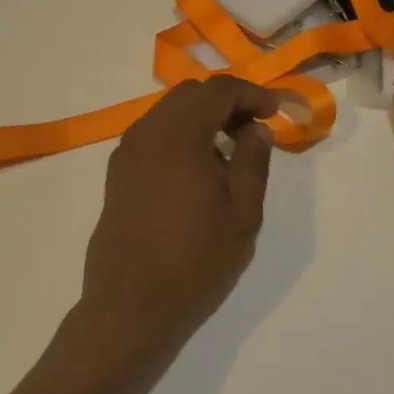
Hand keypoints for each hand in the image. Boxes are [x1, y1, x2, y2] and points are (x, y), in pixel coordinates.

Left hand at [77, 77, 278, 362]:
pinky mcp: (118, 171)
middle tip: (254, 129)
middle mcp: (147, 132)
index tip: (275, 112)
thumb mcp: (242, 215)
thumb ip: (253, 163)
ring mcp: (127, 151)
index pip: (218, 90)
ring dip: (201, 117)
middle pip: (190, 94)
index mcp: (179, 136)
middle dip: (226, 101)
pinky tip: (197, 168)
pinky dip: (180, 134)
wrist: (129, 303)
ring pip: (168, 111)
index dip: (251, 93)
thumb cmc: (194, 261)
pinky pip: (153, 133)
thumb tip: (256, 129)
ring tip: (229, 151)